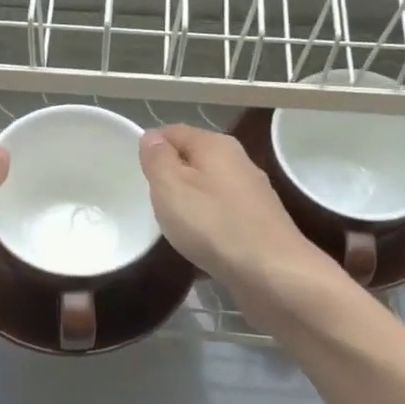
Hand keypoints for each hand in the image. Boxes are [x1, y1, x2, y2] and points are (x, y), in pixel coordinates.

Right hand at [137, 125, 333, 312]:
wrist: (272, 272)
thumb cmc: (213, 225)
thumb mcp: (171, 187)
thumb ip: (158, 159)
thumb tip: (151, 137)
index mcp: (216, 145)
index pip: (173, 131)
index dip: (151, 146)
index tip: (133, 172)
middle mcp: (238, 161)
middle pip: (193, 159)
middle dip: (170, 176)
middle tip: (148, 201)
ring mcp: (252, 193)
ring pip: (208, 188)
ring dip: (189, 202)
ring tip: (170, 224)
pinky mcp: (259, 222)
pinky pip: (222, 214)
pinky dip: (207, 223)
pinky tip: (198, 243)